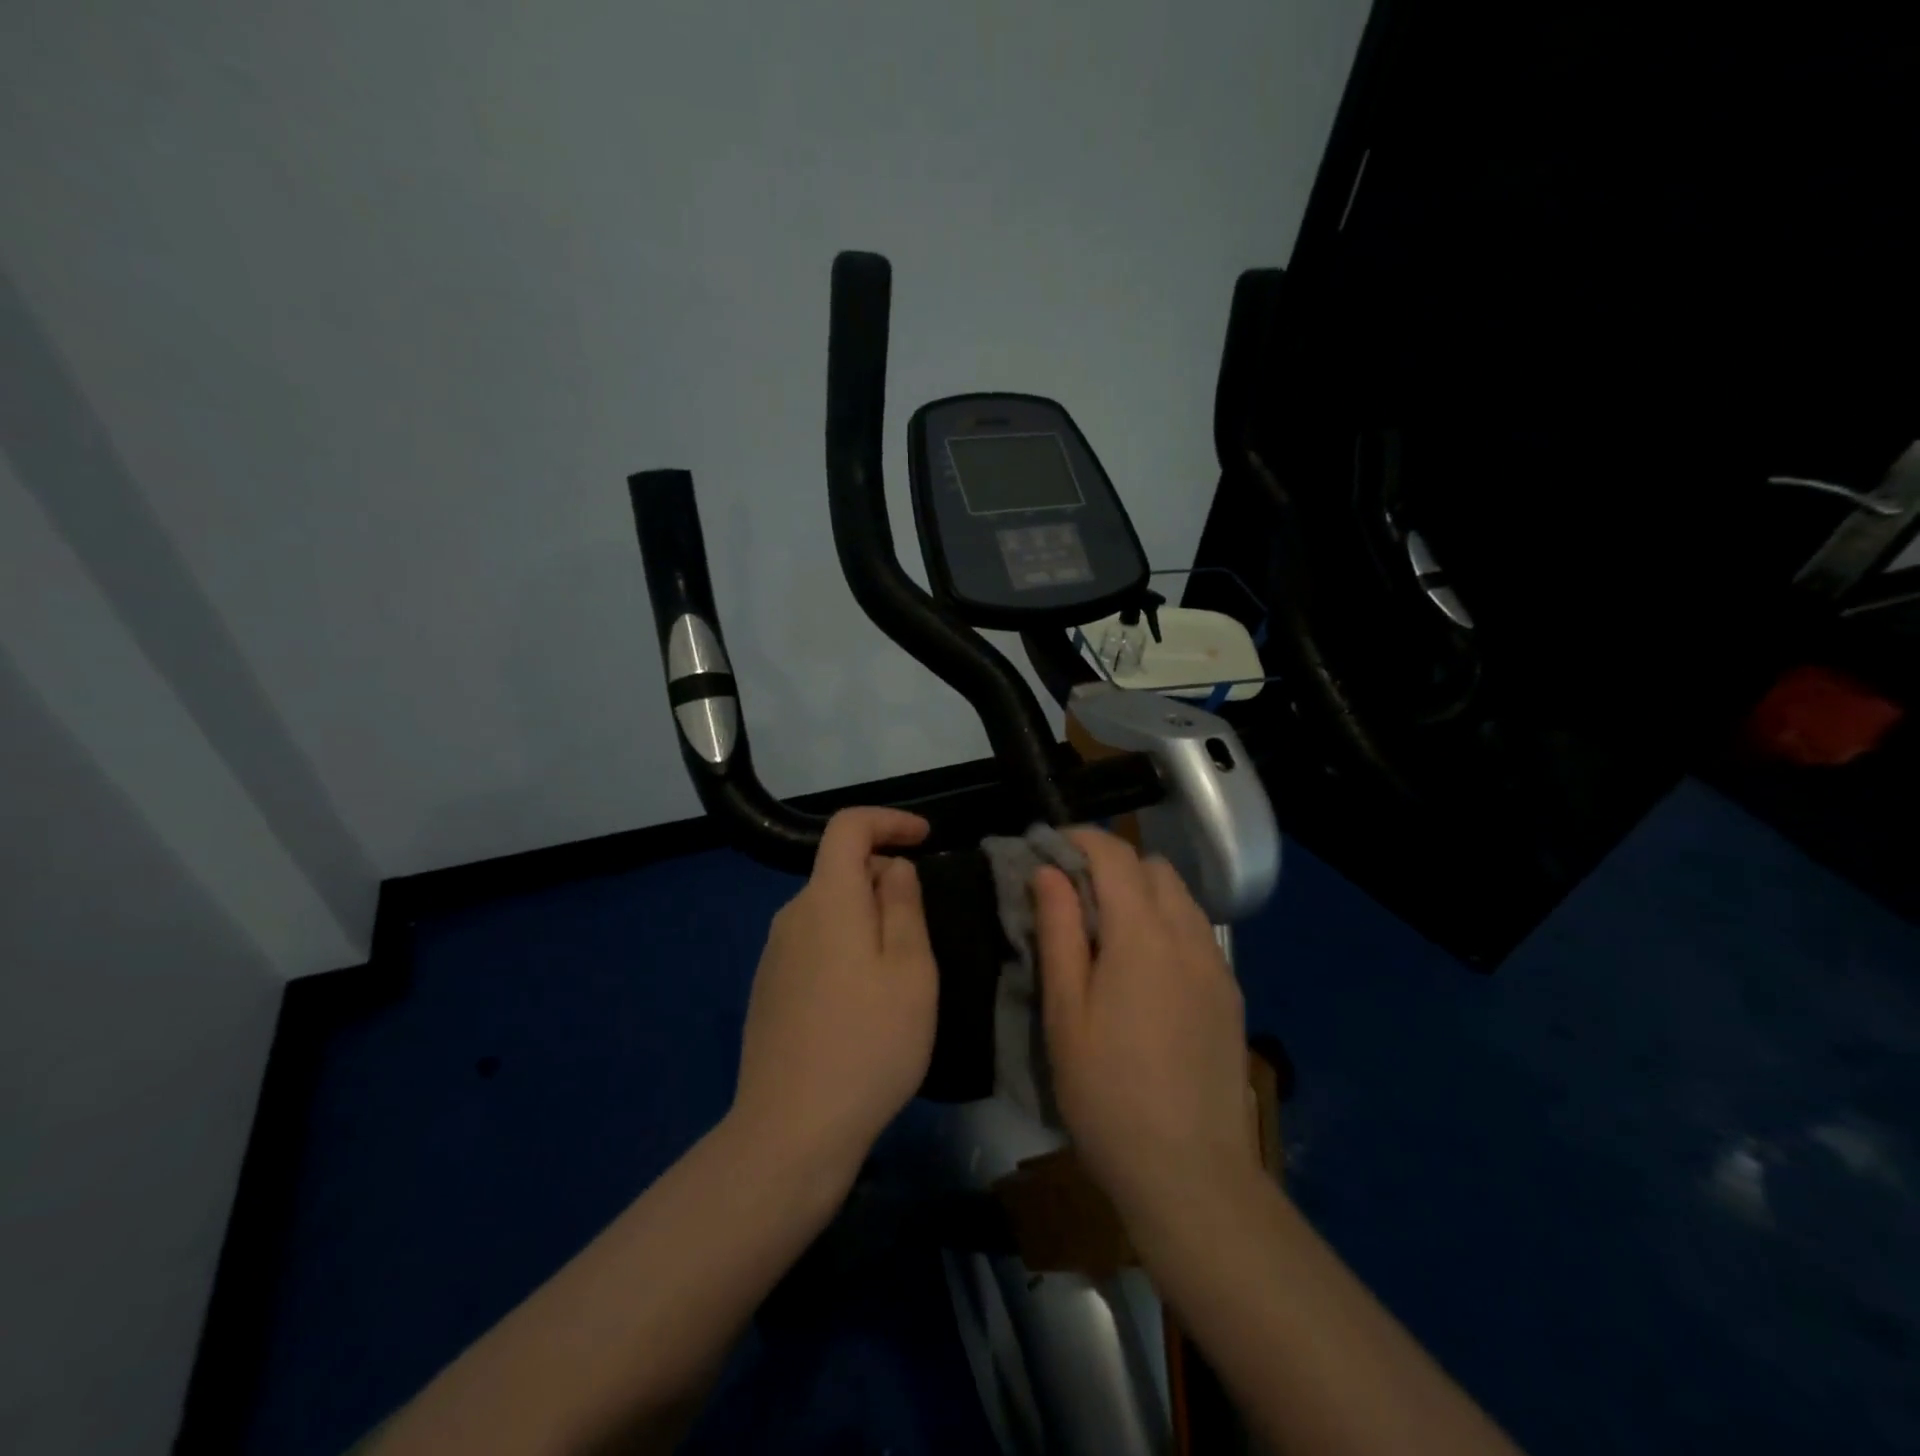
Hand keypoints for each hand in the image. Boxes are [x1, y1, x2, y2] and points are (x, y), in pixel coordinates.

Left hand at [729, 808, 938, 1185]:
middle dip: (885, 880)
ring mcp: (774, 954)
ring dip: (867, 919)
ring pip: (829, 911)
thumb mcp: (910, 970)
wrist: (791, 1131)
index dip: (888, 820)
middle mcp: (792, 915)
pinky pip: (814, 944)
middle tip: (922, 933)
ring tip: (898, 975)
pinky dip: (845, 947)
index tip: (926, 838)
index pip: (848, 827)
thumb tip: (893, 868)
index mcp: (827, 900)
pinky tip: (862, 1003)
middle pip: (841, 870)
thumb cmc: (869, 1043)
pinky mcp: (769, 989)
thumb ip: (903, 905)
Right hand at [1035, 828, 1256, 1218]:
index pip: (1116, 856)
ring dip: (1142, 892)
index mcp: (1142, 935)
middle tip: (1073, 894)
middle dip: (1113, 864)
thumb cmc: (1107, 1094)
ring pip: (1180, 897)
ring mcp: (1216, 965)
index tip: (1050, 845)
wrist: (1191, 1175)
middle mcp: (1188, 936)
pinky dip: (1166, 922)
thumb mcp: (1064, 1012)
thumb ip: (1058, 932)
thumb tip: (1049, 872)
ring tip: (1106, 929)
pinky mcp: (1229, 994)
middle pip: (1154, 868)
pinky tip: (1144, 966)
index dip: (1082, 839)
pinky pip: (1197, 931)